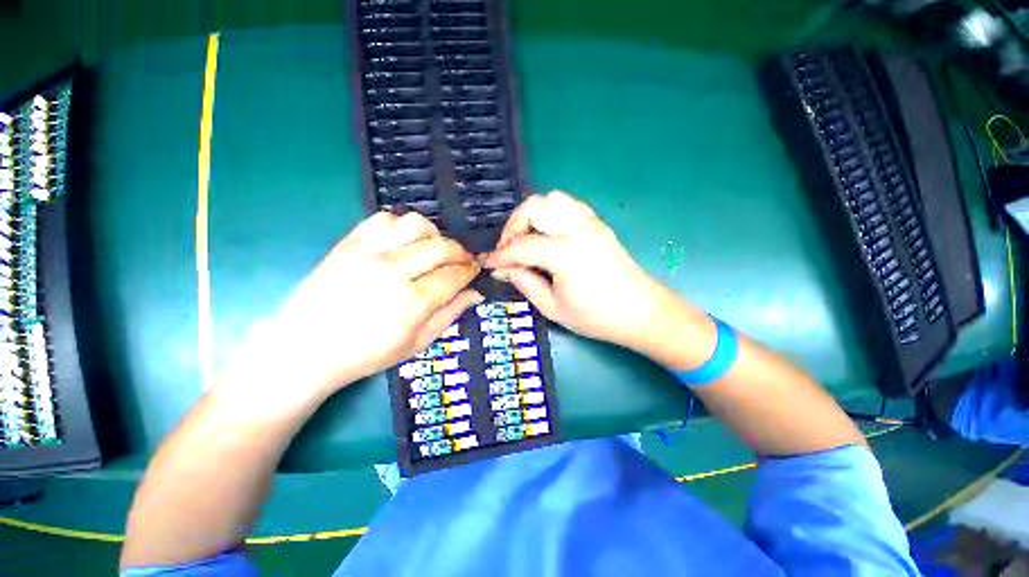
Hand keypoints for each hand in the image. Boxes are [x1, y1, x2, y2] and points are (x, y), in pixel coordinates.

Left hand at [227, 212, 481, 401]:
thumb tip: (476, 293)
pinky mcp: (348, 243)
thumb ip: (450, 314)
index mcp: (413, 303)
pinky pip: (383, 219)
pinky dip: (401, 225)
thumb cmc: (367, 354)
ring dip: (433, 234)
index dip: (470, 270)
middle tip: (462, 260)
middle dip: (460, 251)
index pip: (455, 275)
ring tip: (433, 248)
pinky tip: (404, 242)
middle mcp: (394, 272)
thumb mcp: (417, 343)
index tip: (475, 269)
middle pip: (441, 246)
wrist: (306, 349)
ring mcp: (368, 254)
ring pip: (415, 225)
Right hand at [483, 191, 696, 355]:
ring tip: (528, 239)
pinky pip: (568, 205)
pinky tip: (549, 234)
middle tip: (509, 250)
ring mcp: (590, 222)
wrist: (641, 312)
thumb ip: (524, 283)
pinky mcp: (598, 223)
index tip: (487, 263)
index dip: (499, 256)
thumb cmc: (596, 317)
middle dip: (513, 226)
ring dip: (532, 215)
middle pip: (534, 207)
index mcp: (564, 253)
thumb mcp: (553, 308)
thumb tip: (502, 269)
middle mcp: (577, 229)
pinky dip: (551, 213)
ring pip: (551, 199)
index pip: (520, 247)